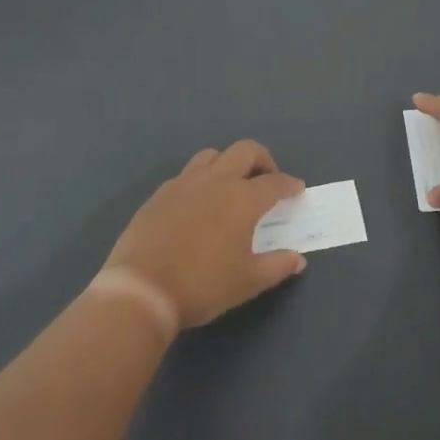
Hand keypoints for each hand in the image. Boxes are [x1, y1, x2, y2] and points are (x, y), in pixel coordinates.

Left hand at [103, 140, 307, 329]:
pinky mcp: (160, 193)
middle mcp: (216, 180)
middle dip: (262, 160)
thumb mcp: (248, 282)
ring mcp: (184, 183)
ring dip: (228, 163)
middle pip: (245, 151)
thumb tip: (298, 260)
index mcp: (242, 198)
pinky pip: (186, 174)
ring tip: (231, 186)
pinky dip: (201, 180)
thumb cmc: (203, 285)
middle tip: (267, 179)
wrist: (142, 289)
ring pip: (212, 155)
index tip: (296, 189)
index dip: (289, 184)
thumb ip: (277, 266)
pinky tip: (198, 203)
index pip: (274, 182)